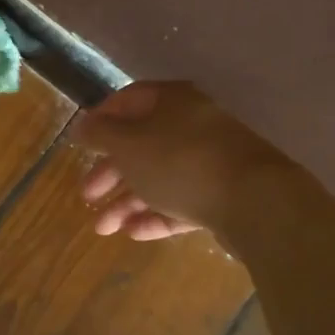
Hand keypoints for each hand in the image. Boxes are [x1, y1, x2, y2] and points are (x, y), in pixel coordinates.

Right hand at [70, 82, 294, 240]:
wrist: (253, 201)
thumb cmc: (179, 161)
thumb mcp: (128, 144)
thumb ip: (101, 134)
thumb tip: (83, 125)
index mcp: (171, 102)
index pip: (129, 100)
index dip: (102, 119)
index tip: (81, 142)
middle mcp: (192, 125)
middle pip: (142, 145)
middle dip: (111, 172)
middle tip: (87, 194)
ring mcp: (210, 161)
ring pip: (159, 178)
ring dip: (127, 202)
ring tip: (103, 229)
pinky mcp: (222, 195)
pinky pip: (181, 202)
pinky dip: (156, 215)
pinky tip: (133, 233)